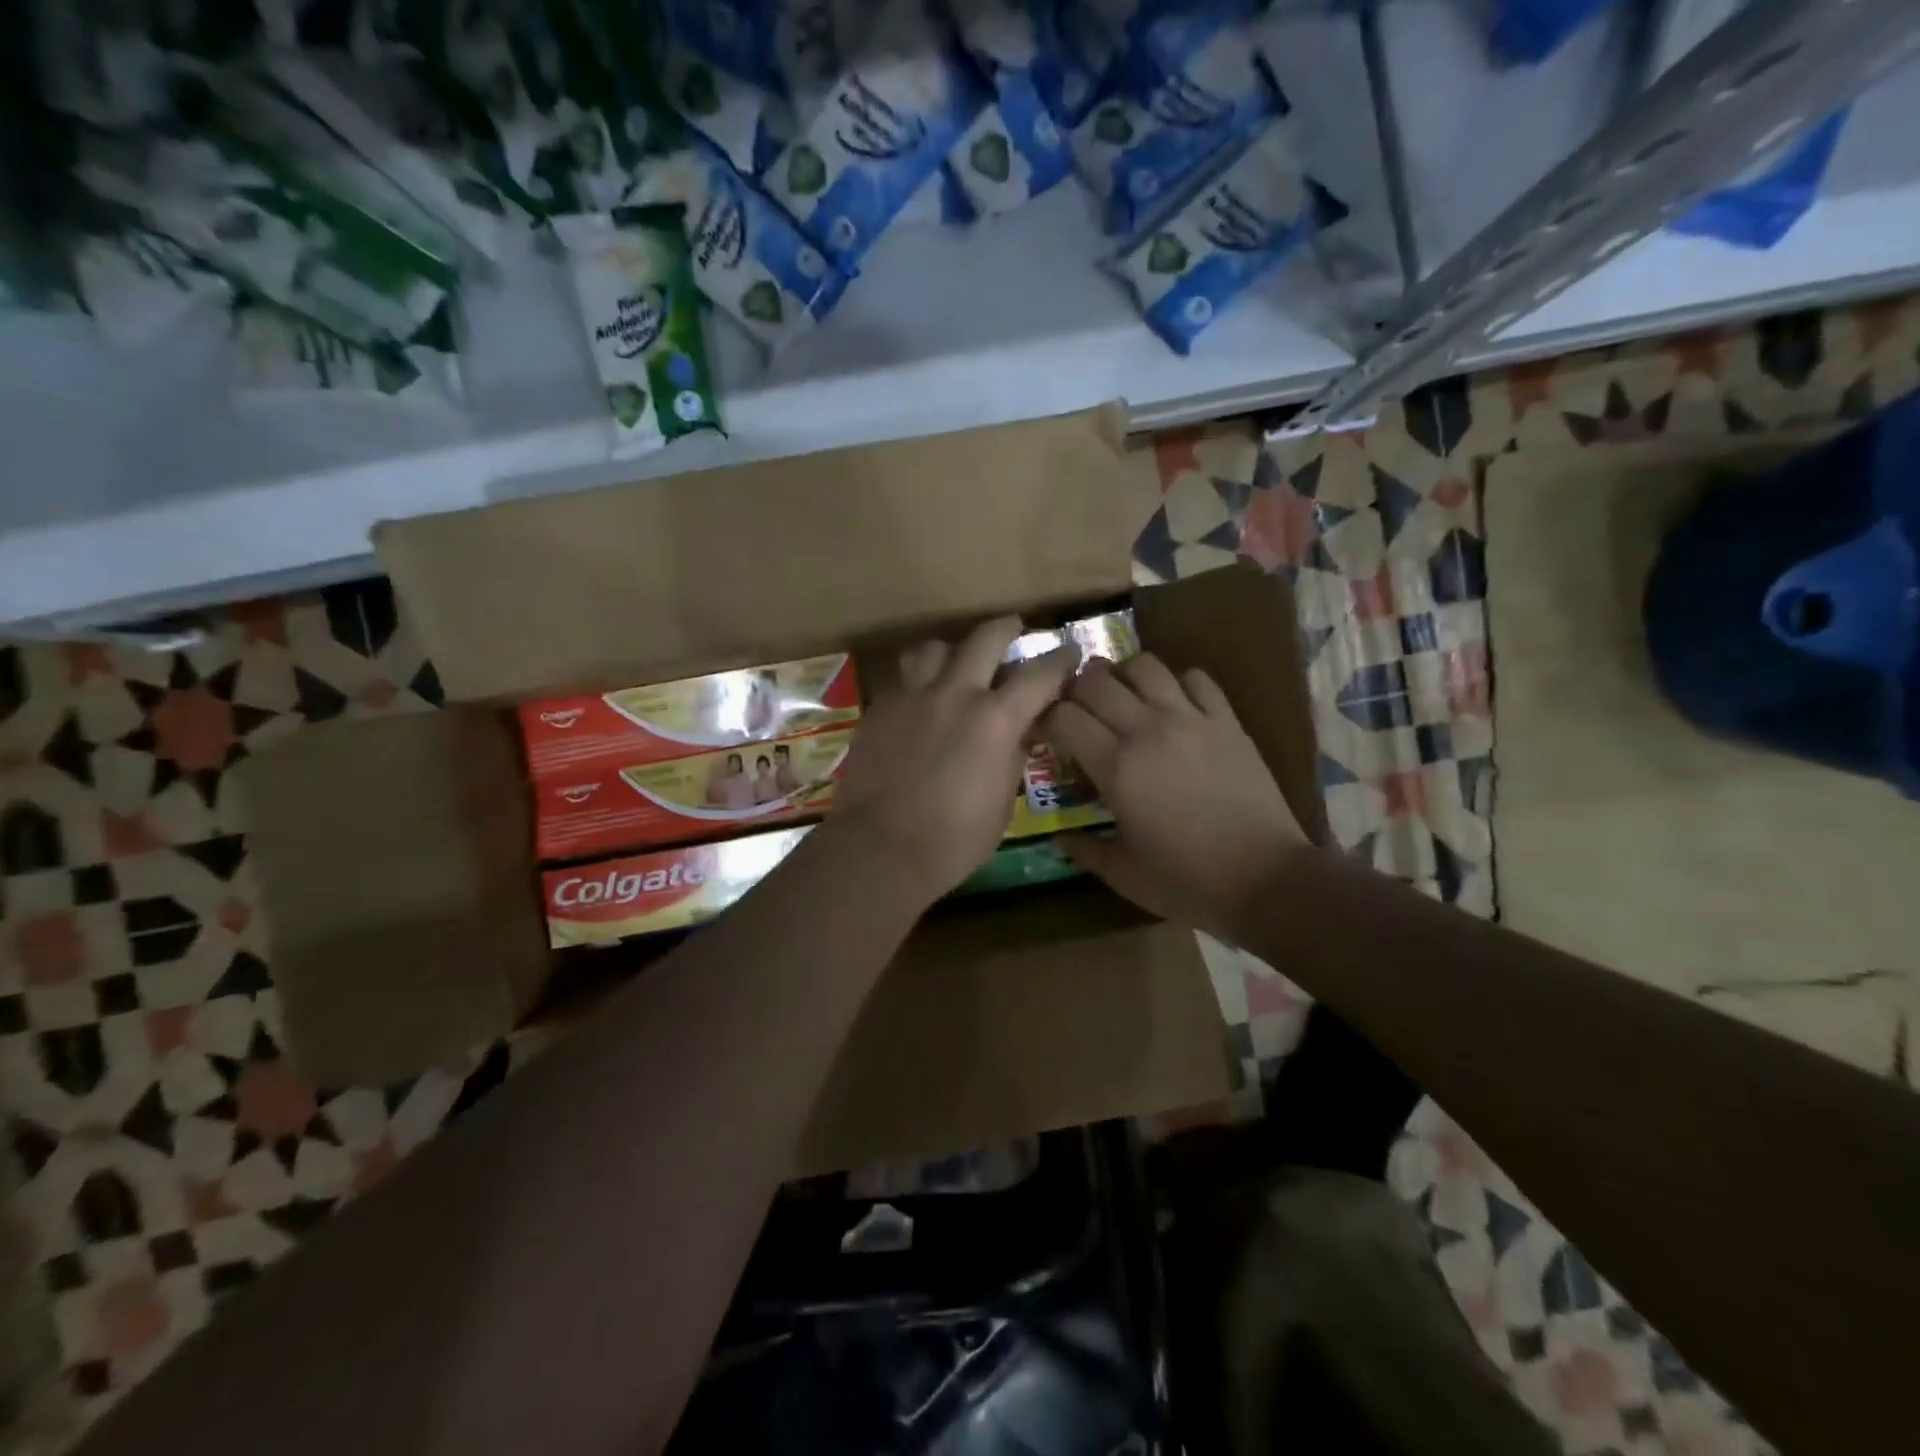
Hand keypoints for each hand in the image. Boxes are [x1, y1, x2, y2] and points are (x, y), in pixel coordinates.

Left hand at [825, 617, 1077, 906]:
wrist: (879, 848)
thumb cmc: (953, 840)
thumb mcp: (1002, 804)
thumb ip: (1013, 758)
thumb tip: (1019, 734)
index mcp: (995, 719)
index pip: (1039, 674)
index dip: (1060, 660)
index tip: (1069, 653)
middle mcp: (955, 694)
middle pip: (985, 638)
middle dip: (1006, 629)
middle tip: (1014, 630)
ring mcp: (912, 697)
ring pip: (935, 648)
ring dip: (954, 651)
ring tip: (958, 664)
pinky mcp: (880, 709)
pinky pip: (904, 679)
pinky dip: (920, 681)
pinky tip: (922, 702)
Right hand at [1047, 654, 1309, 939]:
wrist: (1268, 880)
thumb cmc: (1188, 882)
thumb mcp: (1125, 874)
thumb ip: (1085, 851)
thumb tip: (1058, 839)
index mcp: (1116, 768)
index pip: (1064, 717)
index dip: (1046, 718)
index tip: (1044, 733)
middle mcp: (1148, 731)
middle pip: (1097, 681)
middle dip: (1076, 690)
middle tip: (1077, 711)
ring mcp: (1192, 720)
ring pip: (1146, 666)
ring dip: (1124, 676)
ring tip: (1123, 698)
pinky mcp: (1228, 721)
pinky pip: (1197, 679)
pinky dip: (1178, 683)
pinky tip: (1175, 705)